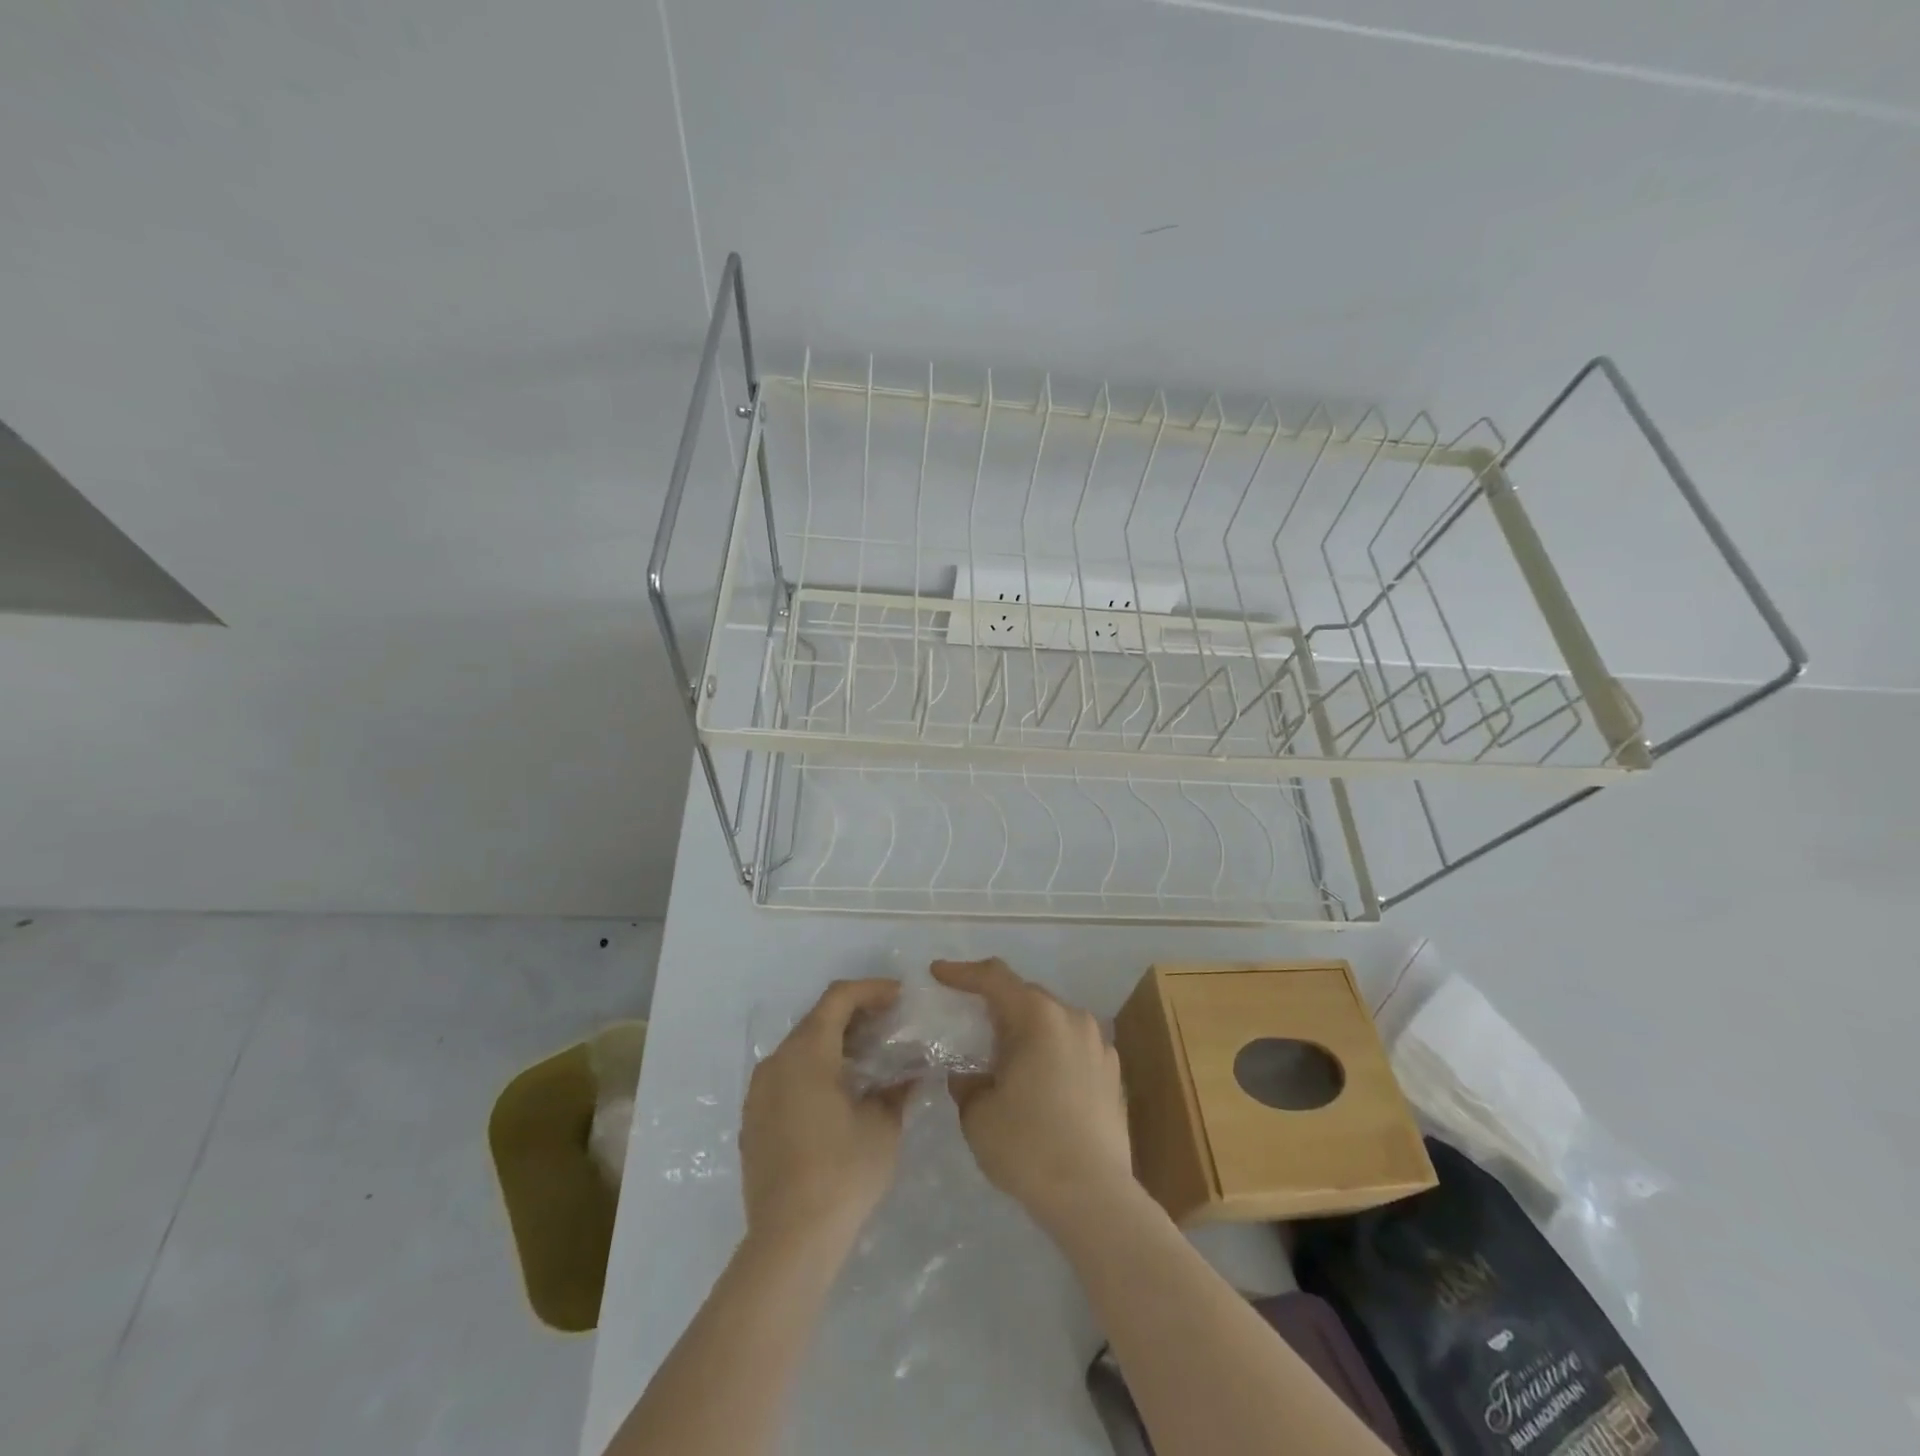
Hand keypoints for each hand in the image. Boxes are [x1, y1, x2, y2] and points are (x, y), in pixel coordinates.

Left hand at [740, 978, 906, 1248]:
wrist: (790, 1240)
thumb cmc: (843, 1172)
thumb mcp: (883, 1126)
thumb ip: (897, 1089)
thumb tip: (910, 1074)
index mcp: (807, 1053)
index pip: (838, 998)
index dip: (871, 990)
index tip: (900, 996)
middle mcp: (776, 1062)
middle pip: (817, 1020)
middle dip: (855, 1015)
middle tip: (890, 1024)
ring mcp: (759, 1093)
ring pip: (800, 1048)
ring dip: (835, 1043)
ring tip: (869, 1059)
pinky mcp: (754, 1121)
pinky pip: (787, 1077)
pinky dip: (815, 1070)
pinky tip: (840, 1093)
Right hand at [931, 958, 1134, 1231]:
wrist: (1094, 1198)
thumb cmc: (1028, 1148)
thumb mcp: (977, 1114)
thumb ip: (967, 1081)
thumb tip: (971, 1072)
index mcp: (1037, 1017)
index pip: (994, 978)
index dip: (962, 972)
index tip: (938, 973)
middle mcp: (1072, 1018)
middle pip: (1026, 996)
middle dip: (995, 1003)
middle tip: (969, 1021)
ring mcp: (1099, 1044)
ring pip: (1052, 1021)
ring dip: (1025, 1029)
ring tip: (1004, 1055)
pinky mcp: (1113, 1072)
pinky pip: (1072, 1046)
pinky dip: (1050, 1051)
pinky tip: (1038, 1081)